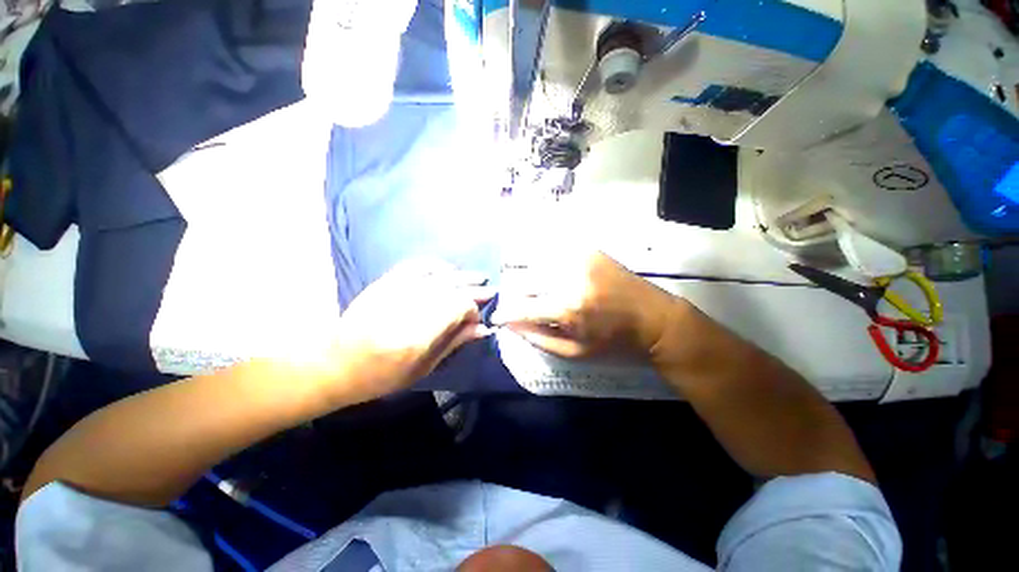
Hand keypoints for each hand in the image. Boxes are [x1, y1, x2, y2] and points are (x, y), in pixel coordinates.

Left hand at [325, 259, 493, 400]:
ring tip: (478, 278)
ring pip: (439, 275)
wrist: (336, 363)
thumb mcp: (423, 368)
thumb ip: (454, 343)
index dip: (472, 311)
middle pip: (452, 288)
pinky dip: (435, 265)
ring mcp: (396, 291)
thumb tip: (482, 328)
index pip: (459, 307)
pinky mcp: (386, 282)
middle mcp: (410, 307)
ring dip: (462, 276)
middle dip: (474, 289)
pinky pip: (416, 266)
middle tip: (490, 290)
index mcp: (419, 335)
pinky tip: (448, 269)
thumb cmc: (382, 375)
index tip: (476, 319)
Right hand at [492, 250, 682, 360]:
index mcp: (569, 308)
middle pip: (526, 281)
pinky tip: (558, 279)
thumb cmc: (616, 344)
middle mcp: (571, 278)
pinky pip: (557, 256)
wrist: (657, 319)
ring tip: (544, 294)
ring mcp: (581, 259)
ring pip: (539, 266)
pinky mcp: (590, 251)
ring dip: (535, 281)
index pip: (522, 306)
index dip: (506, 312)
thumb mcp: (576, 353)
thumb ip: (539, 338)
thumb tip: (512, 324)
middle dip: (520, 296)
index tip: (499, 316)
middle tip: (526, 307)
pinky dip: (550, 268)